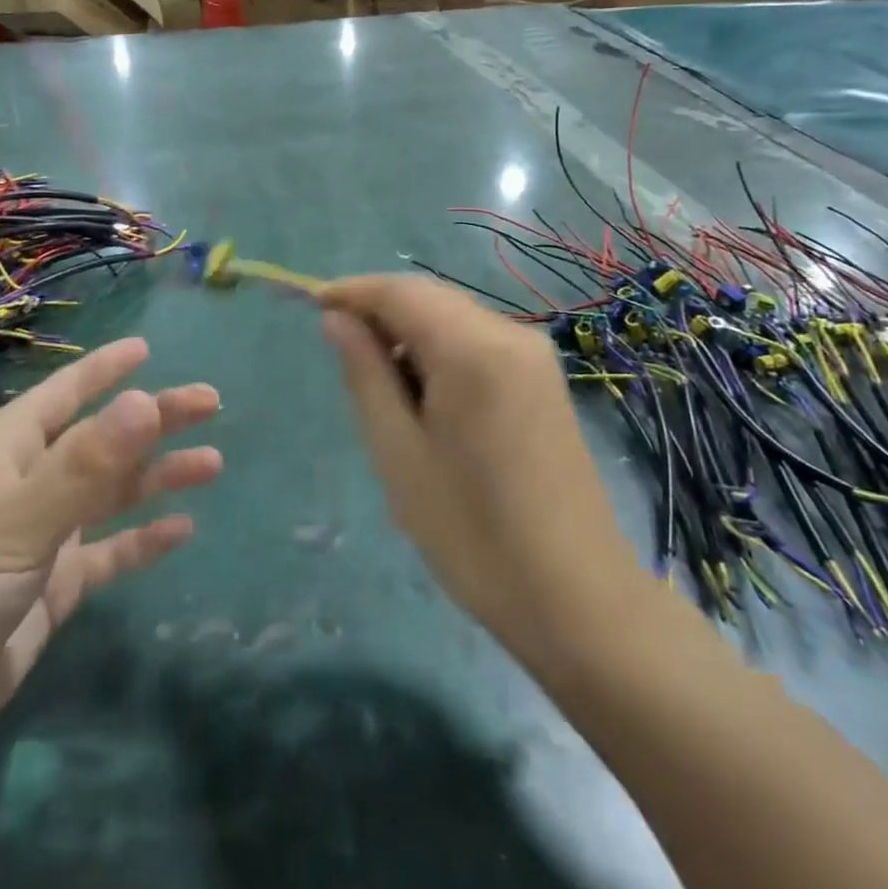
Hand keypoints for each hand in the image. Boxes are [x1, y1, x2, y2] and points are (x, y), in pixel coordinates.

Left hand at [0, 338, 220, 780]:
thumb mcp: (17, 521)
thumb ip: (86, 465)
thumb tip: (147, 399)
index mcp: (8, 451)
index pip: (65, 393)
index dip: (105, 368)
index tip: (147, 347)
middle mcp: (28, 484)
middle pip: (103, 439)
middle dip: (155, 420)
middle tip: (211, 404)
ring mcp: (41, 537)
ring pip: (112, 493)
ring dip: (158, 476)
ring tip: (211, 464)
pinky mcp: (53, 587)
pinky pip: (109, 552)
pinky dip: (143, 539)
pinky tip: (181, 530)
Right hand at [320, 276, 637, 671]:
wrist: (576, 597)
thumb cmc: (472, 531)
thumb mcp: (399, 452)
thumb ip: (366, 373)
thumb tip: (337, 319)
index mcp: (473, 348)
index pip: (401, 291)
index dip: (352, 292)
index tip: (311, 308)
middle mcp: (511, 333)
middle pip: (431, 297)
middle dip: (381, 312)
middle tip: (340, 352)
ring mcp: (535, 355)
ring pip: (455, 318)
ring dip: (410, 333)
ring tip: (379, 385)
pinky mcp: (544, 379)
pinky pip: (479, 343)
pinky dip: (442, 352)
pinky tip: (425, 395)